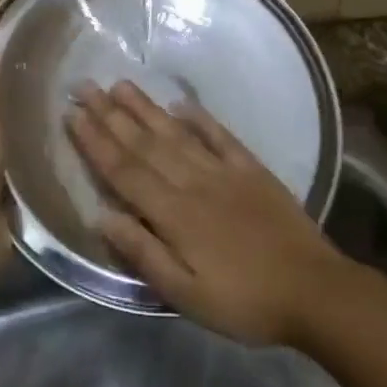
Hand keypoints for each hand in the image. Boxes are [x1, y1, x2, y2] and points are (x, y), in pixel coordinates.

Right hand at [68, 82, 352, 346]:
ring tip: (120, 84)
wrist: (314, 291)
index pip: (124, 171)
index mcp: (174, 214)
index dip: (95, 142)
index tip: (72, 115)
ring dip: (146, 109)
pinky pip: (220, 137)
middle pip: (144, 144)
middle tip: (85, 86)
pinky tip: (182, 104)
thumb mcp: (187, 295)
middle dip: (111, 115)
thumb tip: (100, 217)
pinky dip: (200, 118)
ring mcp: (224, 172)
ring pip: (176, 134)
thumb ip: (144, 253)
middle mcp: (193, 183)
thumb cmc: (245, 302)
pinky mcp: (252, 170)